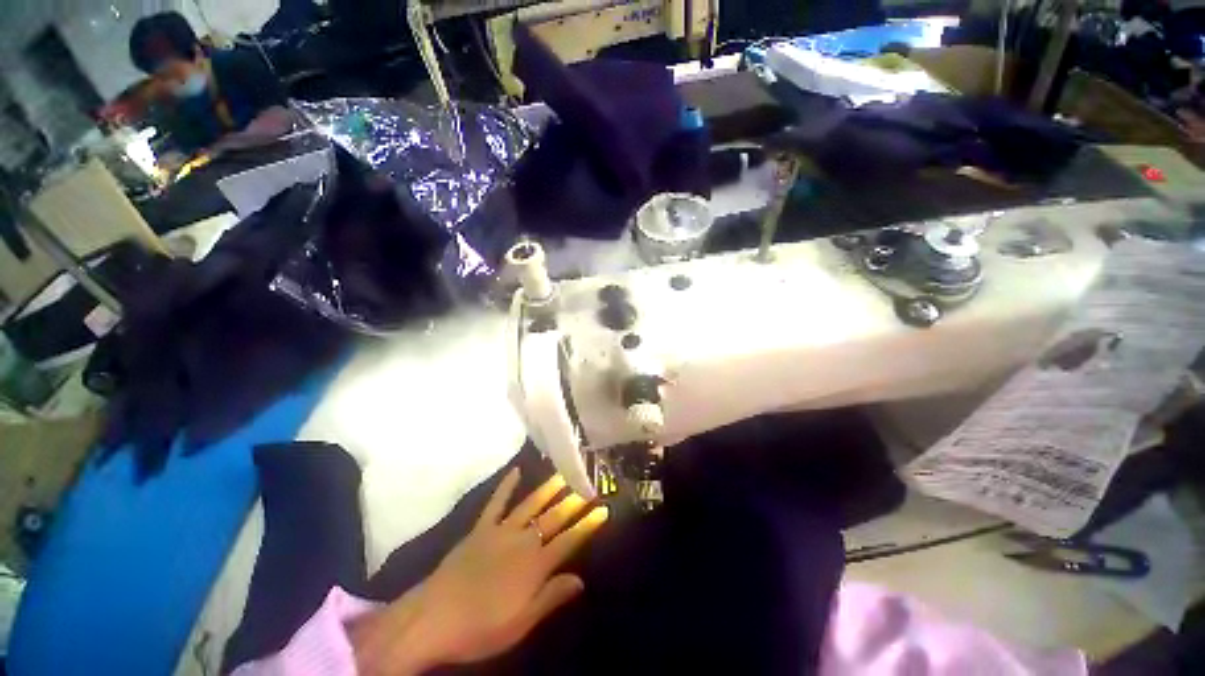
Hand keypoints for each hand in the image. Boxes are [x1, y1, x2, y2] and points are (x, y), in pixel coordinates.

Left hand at [351, 471, 607, 675]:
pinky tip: (515, 471)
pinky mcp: (480, 528)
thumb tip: (580, 580)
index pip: (569, 540)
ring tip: (562, 474)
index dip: (587, 525)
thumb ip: (551, 597)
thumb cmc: (479, 628)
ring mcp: (500, 531)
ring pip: (530, 505)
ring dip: (548, 489)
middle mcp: (522, 541)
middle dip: (572, 503)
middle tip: (587, 486)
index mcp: (535, 565)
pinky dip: (506, 486)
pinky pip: (496, 502)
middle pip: (553, 518)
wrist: (432, 618)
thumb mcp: (520, 623)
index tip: (603, 509)